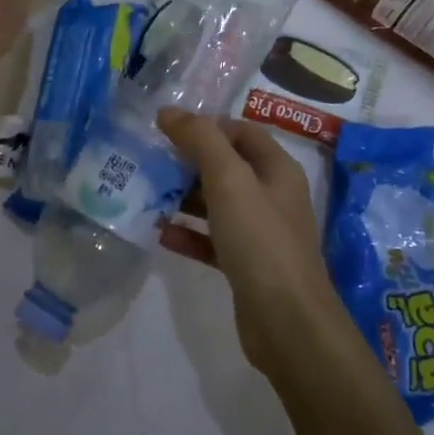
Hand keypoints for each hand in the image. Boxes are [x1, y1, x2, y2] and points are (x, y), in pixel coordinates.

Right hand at [157, 110, 338, 372]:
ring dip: (183, 198)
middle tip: (149, 160)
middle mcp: (272, 196)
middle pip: (227, 167)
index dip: (207, 126)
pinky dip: (188, 234)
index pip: (242, 132)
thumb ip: (200, 140)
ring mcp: (260, 233)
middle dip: (189, 162)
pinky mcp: (246, 265)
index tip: (168, 130)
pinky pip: (212, 240)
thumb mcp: (229, 180)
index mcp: (277, 170)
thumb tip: (169, 112)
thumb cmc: (260, 240)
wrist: (287, 323)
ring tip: (146, 194)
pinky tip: (160, 234)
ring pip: (217, 204)